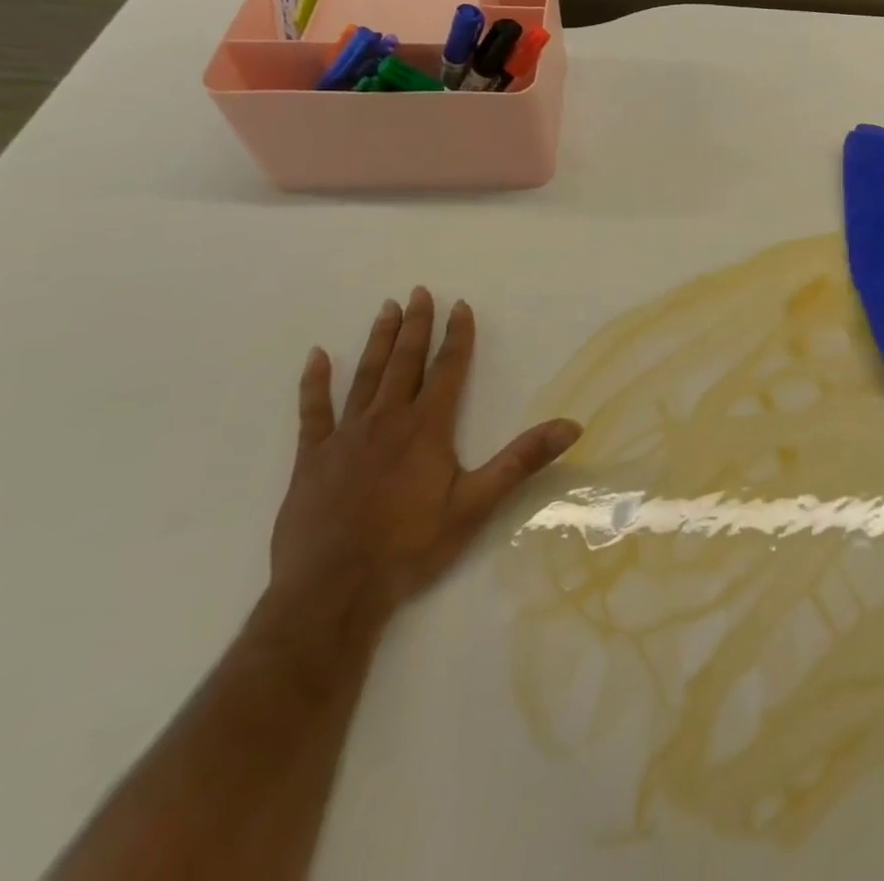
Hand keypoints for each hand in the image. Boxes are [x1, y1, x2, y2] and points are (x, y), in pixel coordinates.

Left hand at [269, 288, 581, 623]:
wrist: (332, 591)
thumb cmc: (410, 546)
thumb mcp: (476, 504)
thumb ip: (522, 461)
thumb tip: (572, 426)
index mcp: (427, 428)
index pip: (447, 369)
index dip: (456, 336)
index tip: (460, 306)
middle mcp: (387, 420)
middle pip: (405, 362)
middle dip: (415, 325)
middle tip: (418, 291)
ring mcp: (345, 436)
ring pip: (365, 376)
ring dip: (378, 341)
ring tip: (386, 309)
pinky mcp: (311, 458)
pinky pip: (313, 410)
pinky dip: (315, 382)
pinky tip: (317, 356)